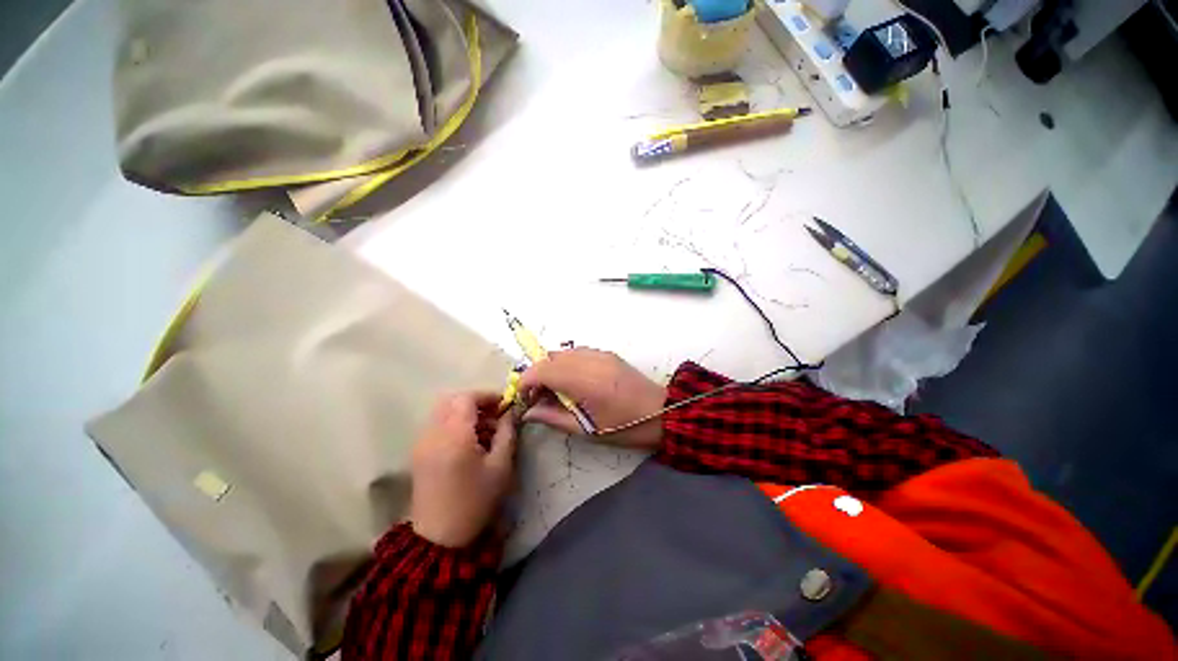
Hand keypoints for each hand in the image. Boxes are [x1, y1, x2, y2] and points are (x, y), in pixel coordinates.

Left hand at [409, 392, 516, 547]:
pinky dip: (453, 423)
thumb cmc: (475, 501)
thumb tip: (511, 412)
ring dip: (464, 412)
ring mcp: (422, 443)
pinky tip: (469, 442)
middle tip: (494, 414)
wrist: (440, 538)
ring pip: (443, 411)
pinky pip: (436, 425)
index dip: (487, 396)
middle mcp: (433, 434)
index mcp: (454, 436)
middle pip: (451, 400)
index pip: (466, 398)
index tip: (504, 404)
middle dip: (475, 402)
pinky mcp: (418, 453)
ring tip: (484, 430)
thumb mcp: (501, 466)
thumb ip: (507, 433)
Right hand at [519, 348, 666, 448]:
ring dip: (551, 368)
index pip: (543, 370)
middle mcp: (590, 360)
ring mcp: (600, 354)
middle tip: (538, 396)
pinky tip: (572, 381)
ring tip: (555, 390)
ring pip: (562, 352)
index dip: (526, 381)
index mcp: (585, 381)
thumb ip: (554, 418)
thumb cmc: (625, 426)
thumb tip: (528, 413)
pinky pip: (577, 352)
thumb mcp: (587, 430)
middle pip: (549, 357)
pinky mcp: (607, 353)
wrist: (662, 412)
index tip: (524, 398)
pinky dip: (566, 363)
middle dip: (537, 374)